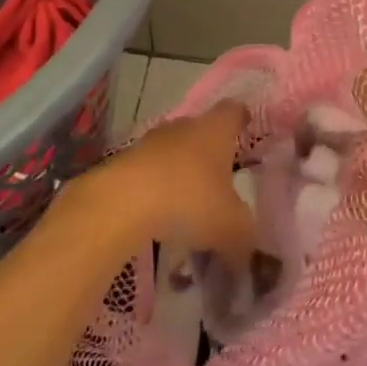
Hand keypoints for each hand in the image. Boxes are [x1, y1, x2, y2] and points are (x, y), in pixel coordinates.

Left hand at [72, 101, 256, 261]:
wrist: (120, 202)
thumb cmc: (188, 201)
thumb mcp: (231, 227)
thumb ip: (244, 239)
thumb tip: (245, 254)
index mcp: (215, 130)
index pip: (233, 111)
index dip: (242, 118)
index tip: (246, 127)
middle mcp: (183, 127)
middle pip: (200, 129)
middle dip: (210, 151)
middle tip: (221, 177)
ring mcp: (150, 142)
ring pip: (172, 150)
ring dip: (180, 170)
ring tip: (188, 202)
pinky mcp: (123, 161)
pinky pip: (148, 171)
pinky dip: (156, 187)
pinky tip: (158, 213)